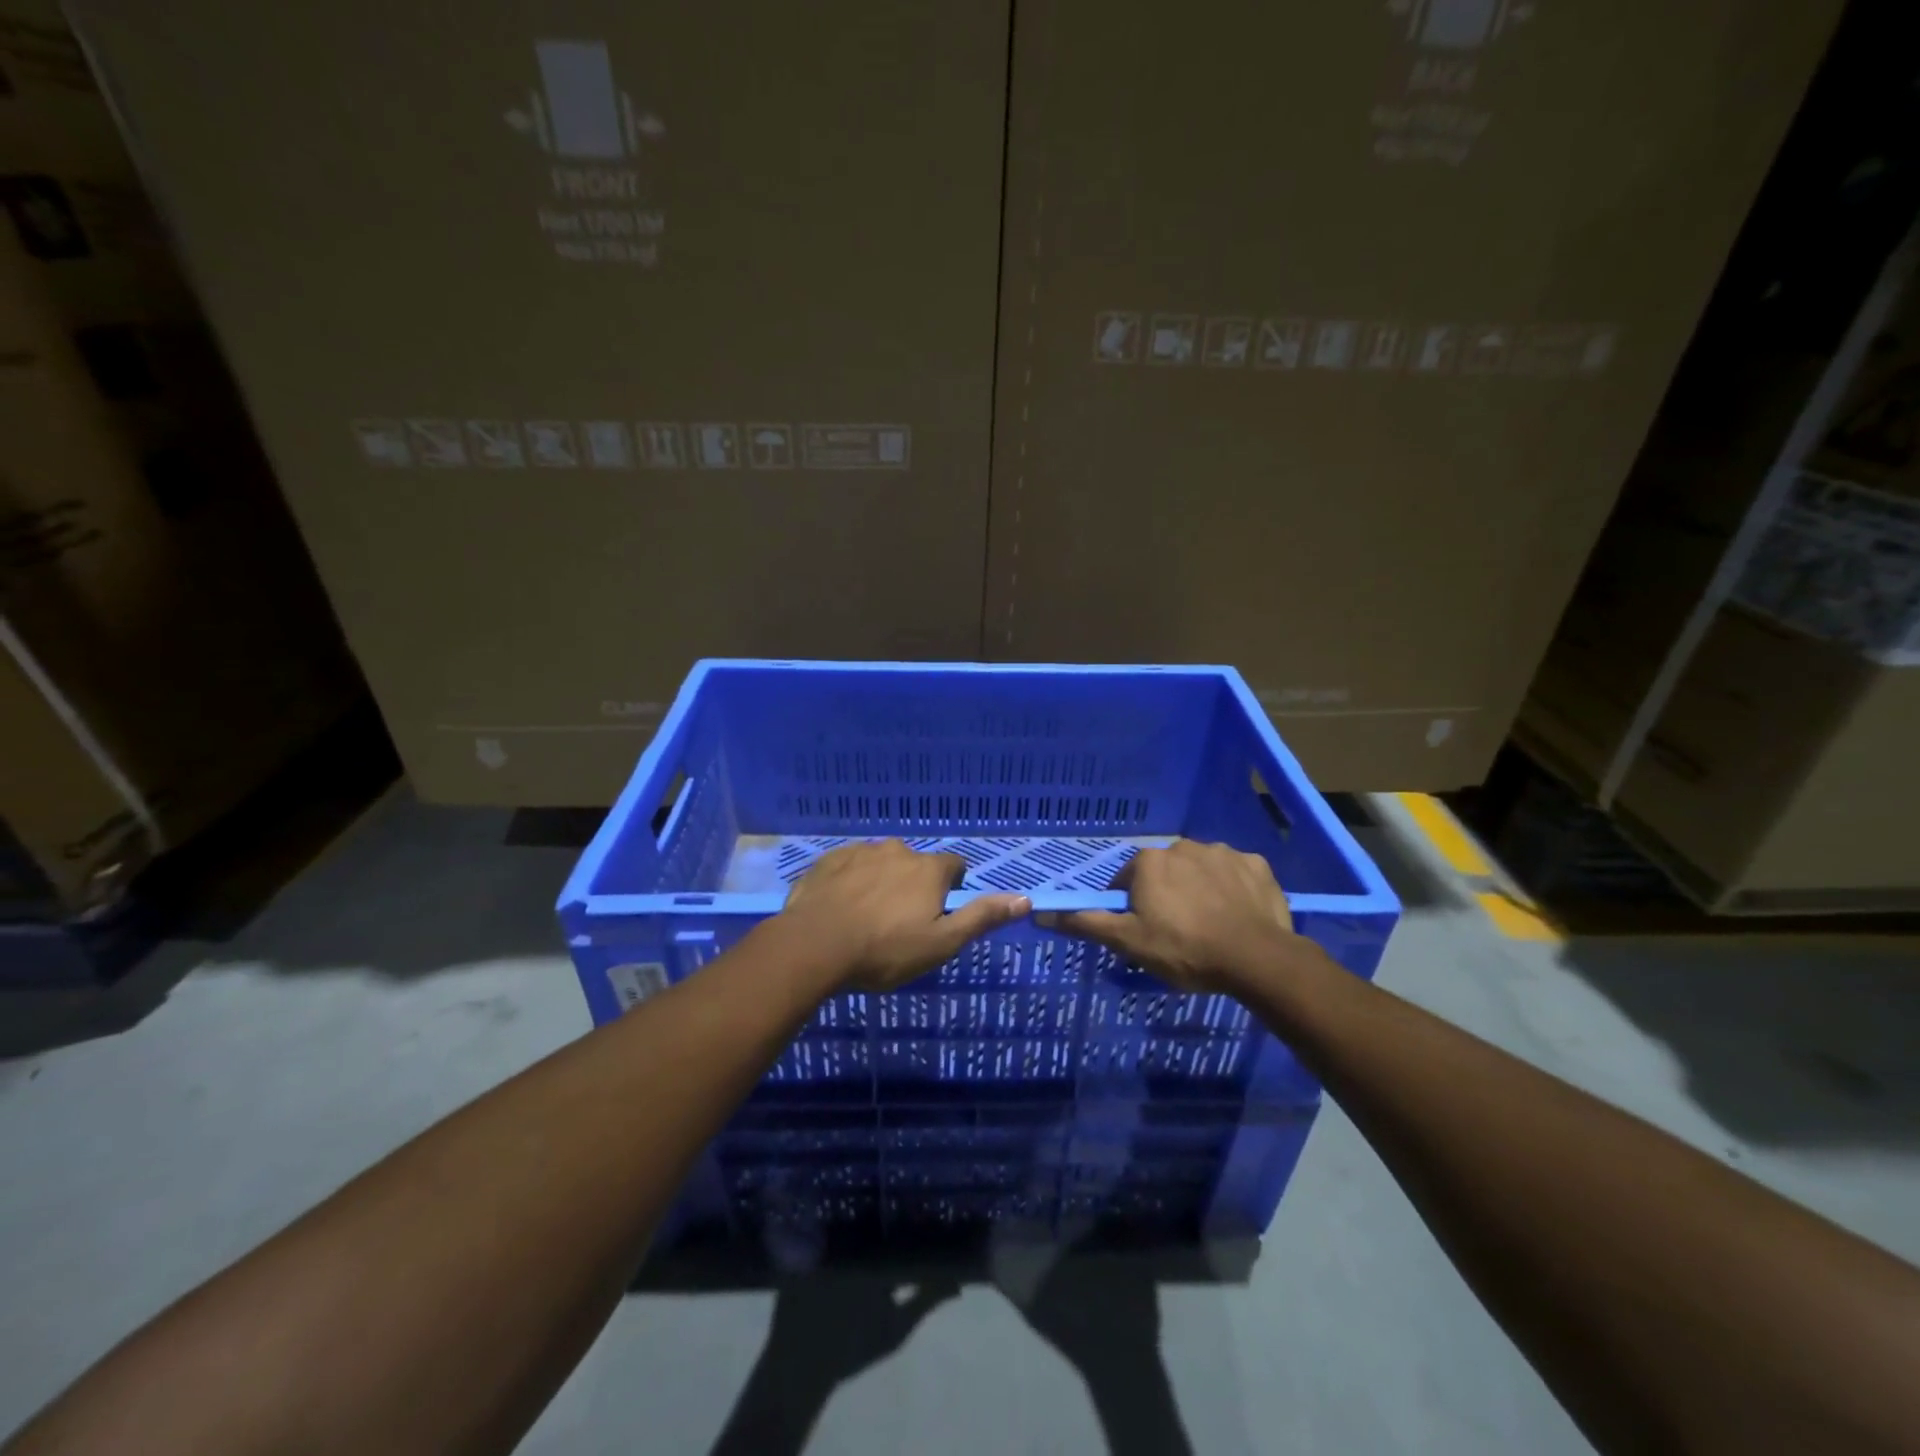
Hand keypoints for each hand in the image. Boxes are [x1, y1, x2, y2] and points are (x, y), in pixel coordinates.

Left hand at [781, 840, 1030, 990]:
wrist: (813, 946)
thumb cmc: (885, 950)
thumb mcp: (941, 943)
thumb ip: (982, 917)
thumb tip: (1025, 899)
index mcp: (928, 869)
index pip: (955, 866)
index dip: (952, 888)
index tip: (940, 912)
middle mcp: (897, 850)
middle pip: (916, 864)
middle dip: (914, 885)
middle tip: (901, 922)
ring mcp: (859, 852)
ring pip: (881, 863)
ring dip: (881, 881)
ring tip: (868, 917)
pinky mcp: (827, 860)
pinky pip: (848, 866)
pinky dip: (850, 881)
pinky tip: (840, 908)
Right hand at [1038, 839, 1300, 993]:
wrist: (1257, 959)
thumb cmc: (1184, 949)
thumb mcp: (1128, 942)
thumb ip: (1086, 923)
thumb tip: (1041, 912)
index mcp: (1149, 861)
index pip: (1127, 880)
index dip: (1131, 906)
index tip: (1143, 931)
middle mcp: (1183, 846)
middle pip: (1164, 872)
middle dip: (1165, 895)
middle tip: (1176, 932)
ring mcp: (1223, 852)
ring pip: (1200, 870)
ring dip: (1198, 889)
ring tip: (1209, 926)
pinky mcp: (1256, 865)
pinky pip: (1236, 874)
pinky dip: (1232, 889)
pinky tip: (1236, 914)